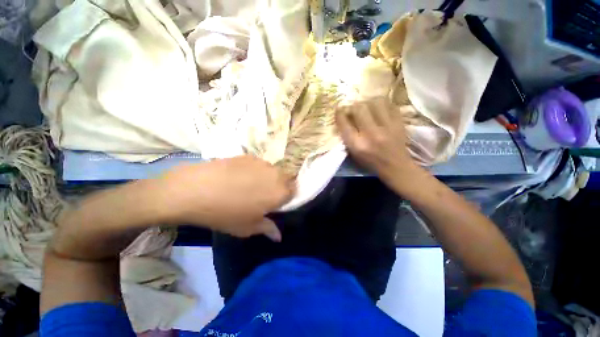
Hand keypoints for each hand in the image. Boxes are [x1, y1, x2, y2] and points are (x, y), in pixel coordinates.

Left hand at [158, 156, 294, 240]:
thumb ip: (268, 228)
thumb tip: (278, 236)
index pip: (294, 191)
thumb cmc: (226, 213)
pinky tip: (238, 177)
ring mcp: (262, 163)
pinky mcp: (248, 156)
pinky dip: (255, 170)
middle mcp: (276, 174)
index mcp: (280, 192)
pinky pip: (258, 164)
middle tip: (264, 195)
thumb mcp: (248, 227)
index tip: (277, 203)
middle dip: (279, 186)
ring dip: (267, 178)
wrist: (196, 189)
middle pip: (286, 178)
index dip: (287, 197)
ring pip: (272, 171)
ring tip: (250, 185)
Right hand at [336, 98, 417, 181]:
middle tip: (354, 109)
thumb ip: (347, 136)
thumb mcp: (354, 154)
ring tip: (367, 107)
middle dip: (353, 106)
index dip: (339, 113)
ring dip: (368, 102)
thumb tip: (344, 117)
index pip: (344, 123)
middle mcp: (371, 134)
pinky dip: (382, 104)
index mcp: (357, 145)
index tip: (339, 110)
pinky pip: (390, 104)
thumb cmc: (371, 162)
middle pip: (359, 108)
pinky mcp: (399, 123)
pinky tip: (379, 109)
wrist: (396, 167)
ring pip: (375, 102)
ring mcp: (387, 127)